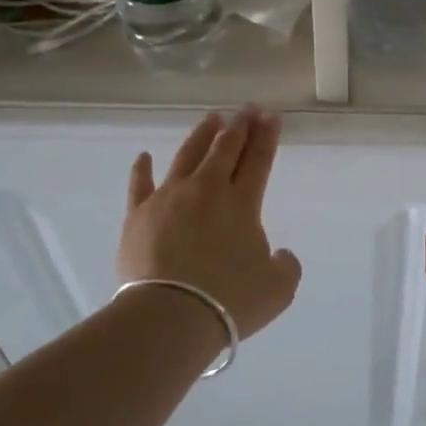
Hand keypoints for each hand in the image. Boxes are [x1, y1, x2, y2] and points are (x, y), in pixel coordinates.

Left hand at [118, 109, 301, 336]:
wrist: (171, 315)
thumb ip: (286, 265)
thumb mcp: (278, 289)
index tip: (271, 118)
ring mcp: (169, 198)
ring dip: (202, 135)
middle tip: (247, 110)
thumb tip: (281, 254)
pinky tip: (144, 156)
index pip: (258, 161)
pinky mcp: (138, 214)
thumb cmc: (230, 301)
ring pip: (187, 155)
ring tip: (211, 119)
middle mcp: (207, 190)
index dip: (266, 137)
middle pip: (225, 149)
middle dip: (240, 126)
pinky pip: (139, 184)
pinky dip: (142, 169)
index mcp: (242, 203)